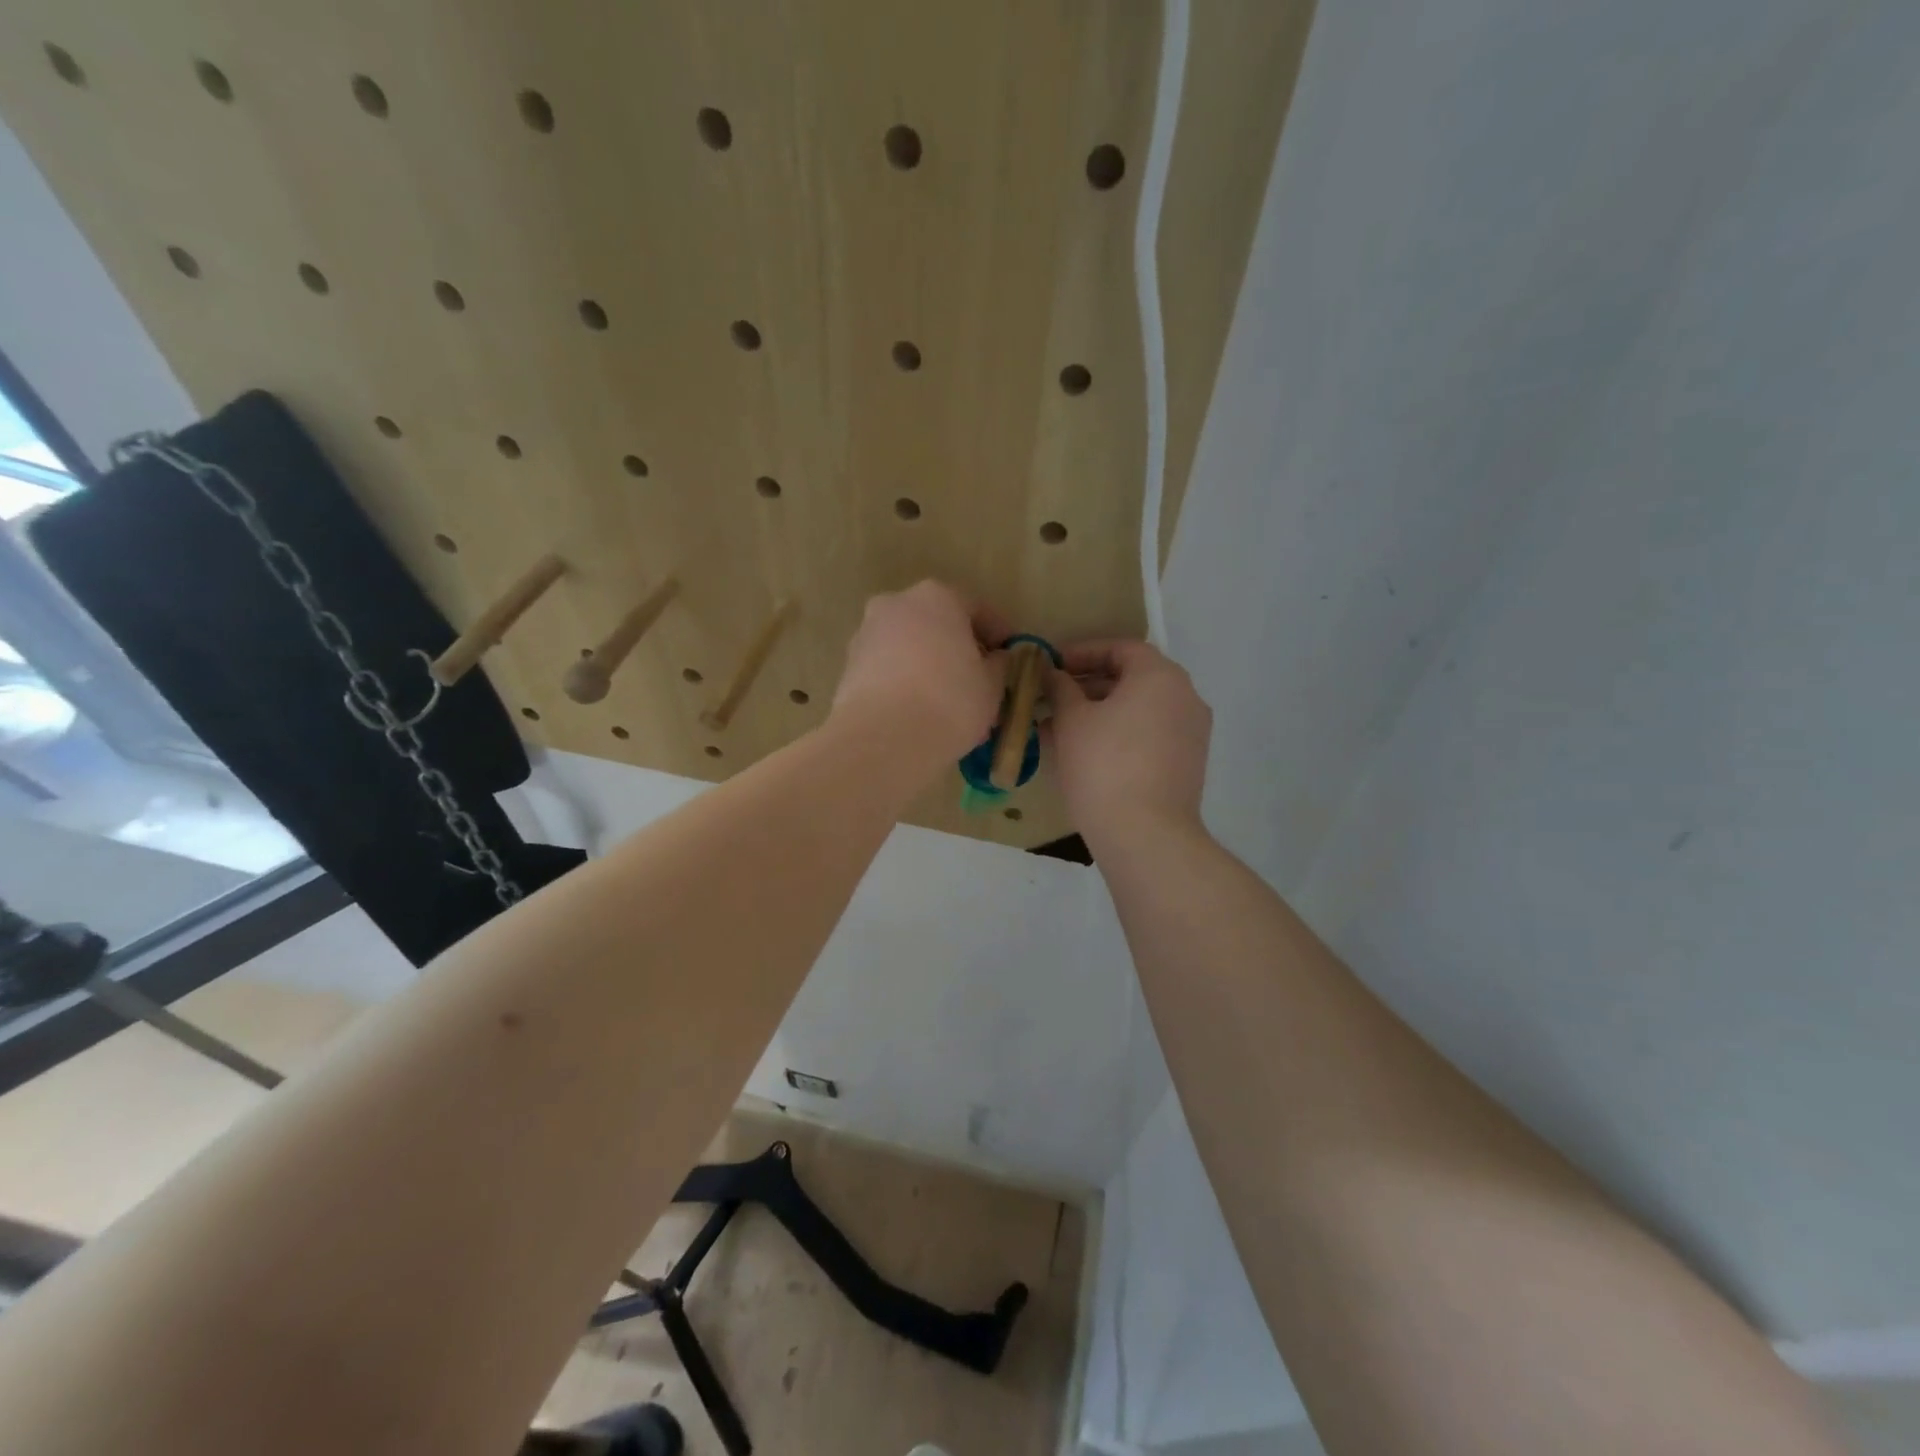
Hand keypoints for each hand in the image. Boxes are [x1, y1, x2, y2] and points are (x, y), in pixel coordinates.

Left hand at [833, 582, 1009, 761]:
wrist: (884, 740)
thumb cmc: (950, 701)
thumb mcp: (993, 685)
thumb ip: (999, 665)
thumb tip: (996, 661)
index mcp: (936, 597)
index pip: (976, 608)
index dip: (998, 635)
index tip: (1011, 658)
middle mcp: (896, 605)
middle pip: (937, 624)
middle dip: (958, 650)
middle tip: (978, 682)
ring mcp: (866, 635)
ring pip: (909, 648)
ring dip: (929, 667)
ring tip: (948, 705)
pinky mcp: (848, 668)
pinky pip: (888, 670)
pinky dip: (905, 684)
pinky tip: (919, 714)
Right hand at [1049, 640, 1211, 848]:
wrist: (1146, 834)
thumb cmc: (1103, 765)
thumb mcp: (1071, 720)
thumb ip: (1060, 688)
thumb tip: (1052, 674)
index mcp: (1160, 676)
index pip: (1120, 648)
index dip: (1082, 653)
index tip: (1051, 666)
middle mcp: (1185, 697)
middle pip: (1132, 678)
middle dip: (1087, 686)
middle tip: (1051, 699)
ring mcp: (1192, 732)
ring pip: (1139, 710)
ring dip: (1100, 713)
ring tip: (1060, 730)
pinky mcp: (1188, 764)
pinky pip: (1149, 735)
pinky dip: (1120, 735)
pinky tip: (1086, 754)